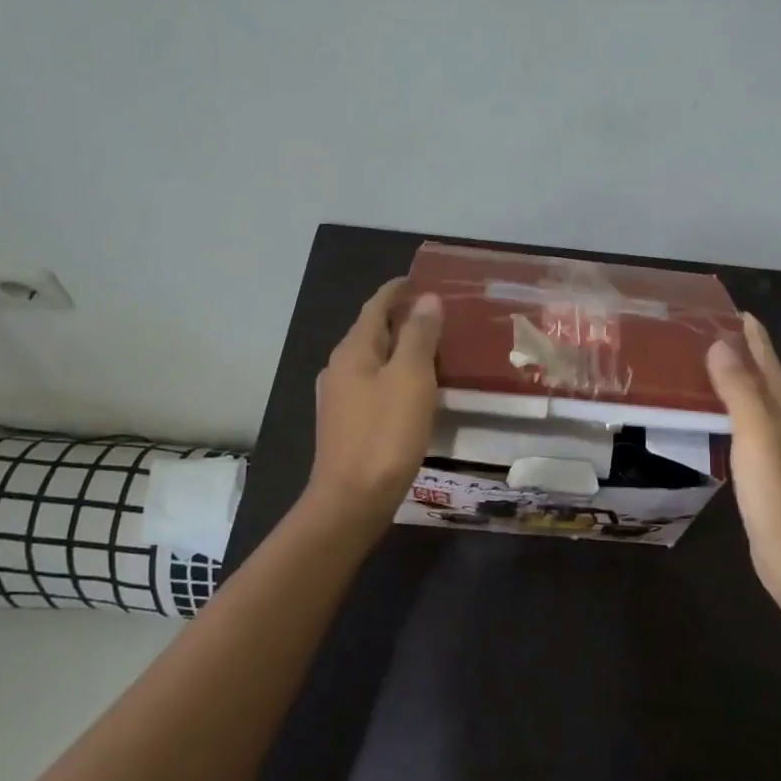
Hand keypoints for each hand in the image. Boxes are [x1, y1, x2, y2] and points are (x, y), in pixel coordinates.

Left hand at [307, 279, 442, 523]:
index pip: (376, 305)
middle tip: (440, 315)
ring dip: (401, 348)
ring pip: (374, 359)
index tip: (423, 279)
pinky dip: (395, 374)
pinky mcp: (346, 422)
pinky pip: (374, 383)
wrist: (351, 501)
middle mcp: (340, 367)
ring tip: (435, 349)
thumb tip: (427, 299)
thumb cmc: (385, 435)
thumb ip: (420, 336)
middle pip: (373, 330)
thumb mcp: (411, 378)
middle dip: (403, 318)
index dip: (399, 290)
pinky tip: (415, 388)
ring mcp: (339, 397)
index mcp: (353, 350)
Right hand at [706, 314, 780, 603]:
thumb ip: (738, 388)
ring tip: (699, 368)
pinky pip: (747, 427)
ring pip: (755, 402)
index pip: (768, 357)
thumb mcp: (755, 433)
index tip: (727, 308)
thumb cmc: (777, 491)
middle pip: (763, 376)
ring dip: (732, 382)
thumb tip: (720, 344)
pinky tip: (712, 418)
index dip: (750, 332)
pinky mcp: (771, 471)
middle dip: (738, 352)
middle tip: (699, 334)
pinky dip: (730, 412)